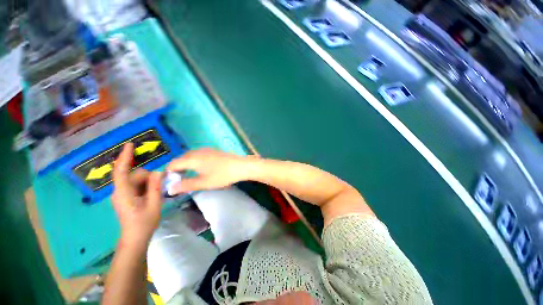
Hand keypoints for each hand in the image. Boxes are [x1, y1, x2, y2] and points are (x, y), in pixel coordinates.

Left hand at [112, 143, 163, 247]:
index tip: (130, 145)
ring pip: (137, 180)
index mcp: (124, 193)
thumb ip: (156, 187)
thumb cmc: (144, 223)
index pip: (121, 171)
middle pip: (135, 175)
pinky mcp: (126, 197)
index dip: (125, 157)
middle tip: (160, 189)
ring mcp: (122, 194)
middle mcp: (120, 191)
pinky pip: (137, 185)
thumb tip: (159, 171)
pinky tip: (152, 195)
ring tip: (156, 195)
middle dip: (149, 178)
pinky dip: (146, 186)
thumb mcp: (154, 204)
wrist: (135, 238)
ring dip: (149, 183)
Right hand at [166, 148, 250, 193]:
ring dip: (186, 165)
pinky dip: (194, 162)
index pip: (172, 164)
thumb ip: (186, 185)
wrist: (241, 166)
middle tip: (180, 181)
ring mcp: (206, 149)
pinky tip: (201, 169)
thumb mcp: (204, 183)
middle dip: (177, 170)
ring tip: (189, 176)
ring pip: (189, 156)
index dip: (168, 174)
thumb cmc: (222, 175)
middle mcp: (197, 151)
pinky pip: (198, 155)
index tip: (171, 183)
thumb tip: (169, 189)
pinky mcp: (213, 150)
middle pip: (180, 159)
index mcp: (192, 158)